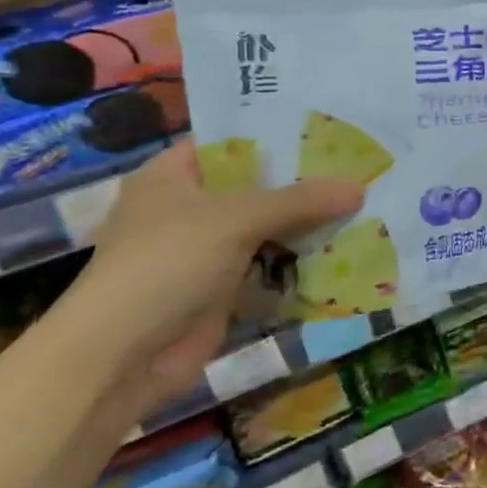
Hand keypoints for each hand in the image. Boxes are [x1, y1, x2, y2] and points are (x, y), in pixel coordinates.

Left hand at [56, 142, 361, 420]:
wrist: (120, 358)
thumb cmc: (166, 265)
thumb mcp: (236, 220)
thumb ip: (299, 201)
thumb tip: (359, 187)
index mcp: (173, 177)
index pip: (231, 142)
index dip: (277, 134)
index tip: (330, 128)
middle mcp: (188, 209)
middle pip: (257, 187)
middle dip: (305, 183)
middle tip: (361, 167)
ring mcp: (206, 252)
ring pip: (268, 229)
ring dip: (309, 225)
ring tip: (365, 205)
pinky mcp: (222, 290)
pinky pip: (270, 268)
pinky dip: (301, 264)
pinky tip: (346, 251)